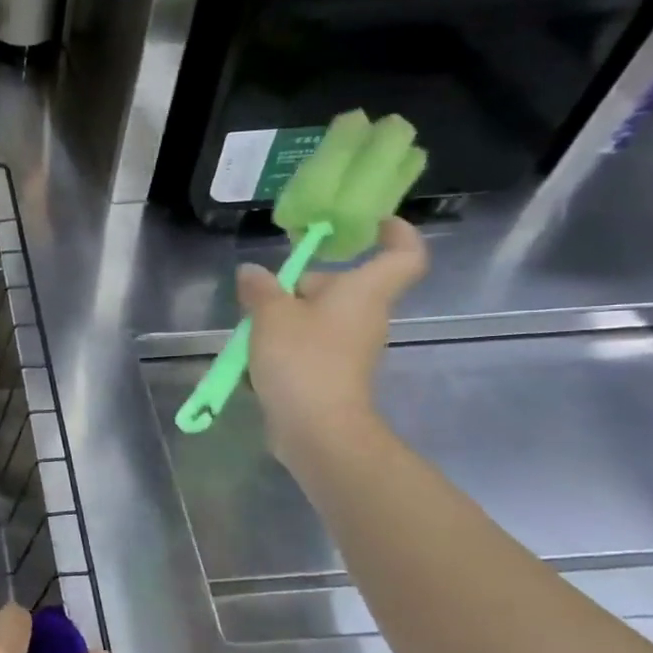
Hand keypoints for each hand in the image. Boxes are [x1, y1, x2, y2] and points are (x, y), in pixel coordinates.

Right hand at [238, 216, 427, 464]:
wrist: (318, 430)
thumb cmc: (303, 360)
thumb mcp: (269, 315)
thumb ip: (260, 289)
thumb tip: (252, 272)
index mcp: (363, 292)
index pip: (403, 255)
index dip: (396, 233)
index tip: (374, 223)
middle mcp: (364, 316)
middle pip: (339, 286)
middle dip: (300, 285)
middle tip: (261, 293)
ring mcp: (350, 348)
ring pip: (317, 317)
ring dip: (284, 318)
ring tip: (249, 329)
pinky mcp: (333, 374)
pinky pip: (309, 345)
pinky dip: (283, 345)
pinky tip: (252, 359)